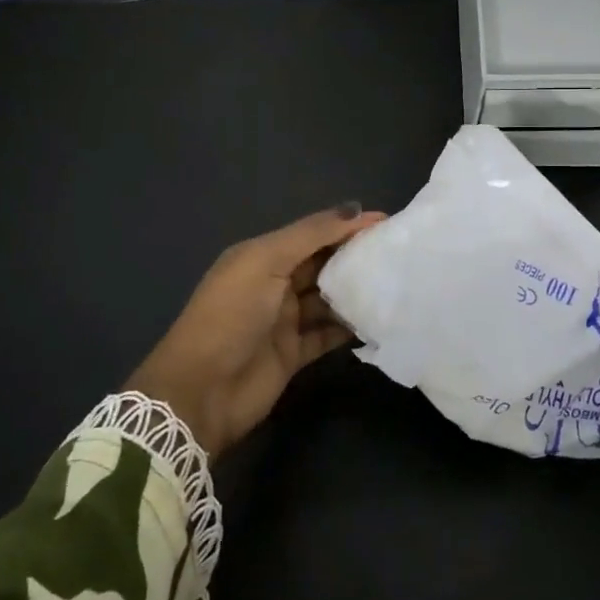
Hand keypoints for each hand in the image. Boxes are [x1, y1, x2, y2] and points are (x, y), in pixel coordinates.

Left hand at [128, 203, 385, 458]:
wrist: (201, 391)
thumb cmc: (231, 315)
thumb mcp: (266, 262)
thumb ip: (311, 234)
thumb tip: (356, 209)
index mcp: (262, 256)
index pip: (312, 233)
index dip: (347, 225)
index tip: (387, 222)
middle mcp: (274, 284)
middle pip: (322, 264)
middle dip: (355, 256)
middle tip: (398, 252)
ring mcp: (284, 320)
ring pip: (328, 299)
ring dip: (356, 292)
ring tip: (395, 283)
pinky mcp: (294, 353)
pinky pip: (328, 334)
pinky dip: (350, 328)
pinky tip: (379, 320)